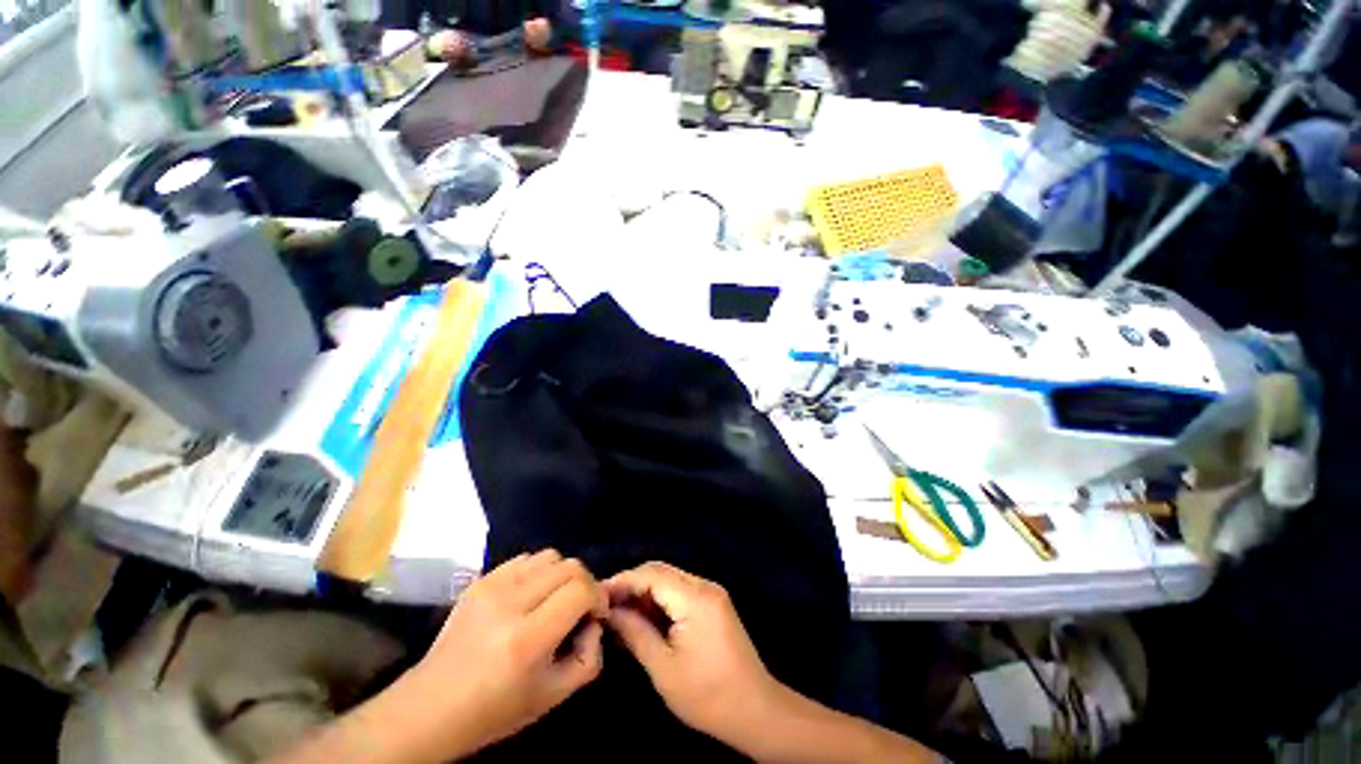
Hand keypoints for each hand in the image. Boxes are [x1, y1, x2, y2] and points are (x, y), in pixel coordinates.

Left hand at [410, 549, 607, 756]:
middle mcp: (510, 604)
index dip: (598, 597)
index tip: (596, 614)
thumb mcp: (554, 696)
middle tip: (580, 606)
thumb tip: (595, 621)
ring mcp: (491, 587)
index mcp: (527, 639)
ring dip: (562, 574)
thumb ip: (590, 656)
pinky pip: (524, 559)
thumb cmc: (495, 710)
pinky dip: (538, 571)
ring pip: (549, 556)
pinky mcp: (479, 581)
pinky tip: (531, 595)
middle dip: (585, 583)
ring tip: (555, 598)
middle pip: (569, 566)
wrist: (430, 708)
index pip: (581, 590)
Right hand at [605, 562, 781, 748]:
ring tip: (618, 612)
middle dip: (631, 584)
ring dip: (644, 592)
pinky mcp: (713, 604)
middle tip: (605, 605)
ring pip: (669, 579)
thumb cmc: (707, 696)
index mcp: (695, 598)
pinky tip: (642, 618)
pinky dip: (659, 600)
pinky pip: (680, 591)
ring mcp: (711, 593)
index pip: (652, 575)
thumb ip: (636, 633)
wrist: (756, 710)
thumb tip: (611, 612)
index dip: (623, 581)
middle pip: (661, 572)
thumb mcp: (664, 668)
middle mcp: (704, 585)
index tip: (596, 595)